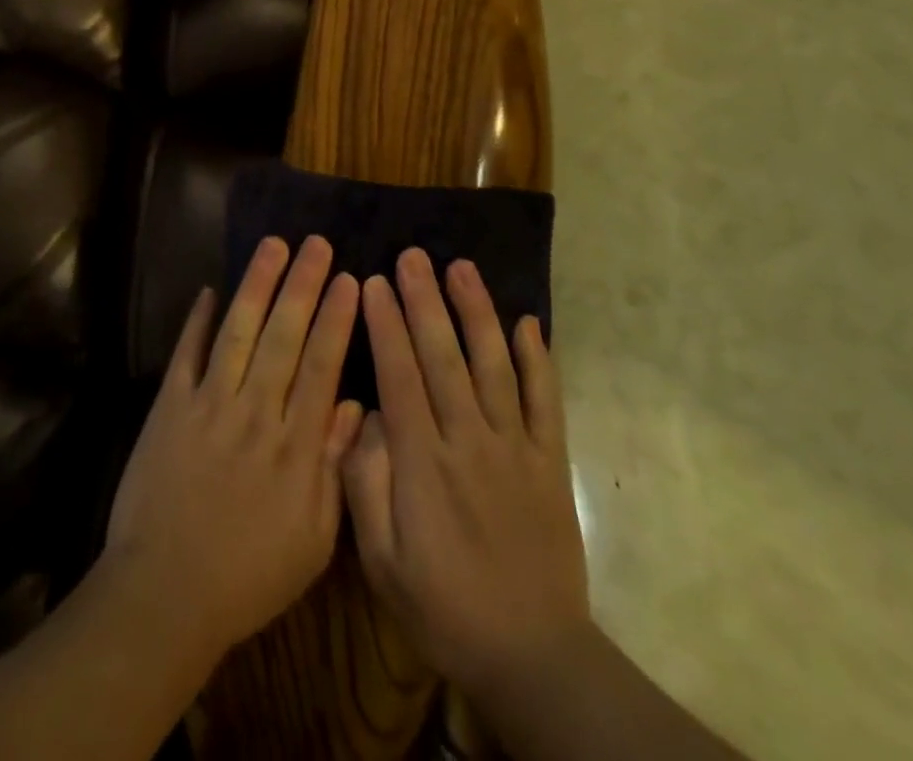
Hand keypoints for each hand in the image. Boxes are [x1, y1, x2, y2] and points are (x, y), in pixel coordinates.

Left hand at [105, 235, 363, 659]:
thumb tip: (352, 405)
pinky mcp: (169, 407)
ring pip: (238, 332)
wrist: (165, 594)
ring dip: (256, 285)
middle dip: (302, 285)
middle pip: (283, 336)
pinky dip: (198, 320)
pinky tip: (210, 290)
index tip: (350, 279)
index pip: (321, 366)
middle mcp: (255, 413)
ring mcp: (208, 405)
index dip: (336, 319)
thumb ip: (334, 469)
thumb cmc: (248, 576)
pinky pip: (187, 354)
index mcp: (294, 447)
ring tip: (273, 246)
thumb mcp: (312, 540)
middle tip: (316, 243)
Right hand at [341, 250, 589, 699]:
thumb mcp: (381, 560)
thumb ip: (365, 483)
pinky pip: (546, 402)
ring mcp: (516, 448)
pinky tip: (528, 323)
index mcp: (424, 462)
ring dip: (477, 312)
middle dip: (424, 300)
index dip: (385, 324)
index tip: (373, 282)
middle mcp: (470, 441)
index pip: (400, 375)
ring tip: (461, 268)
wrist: (533, 657)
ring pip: (494, 365)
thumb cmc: (443, 606)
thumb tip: (362, 415)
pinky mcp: (550, 462)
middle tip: (411, 255)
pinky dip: (539, 360)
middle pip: (444, 357)